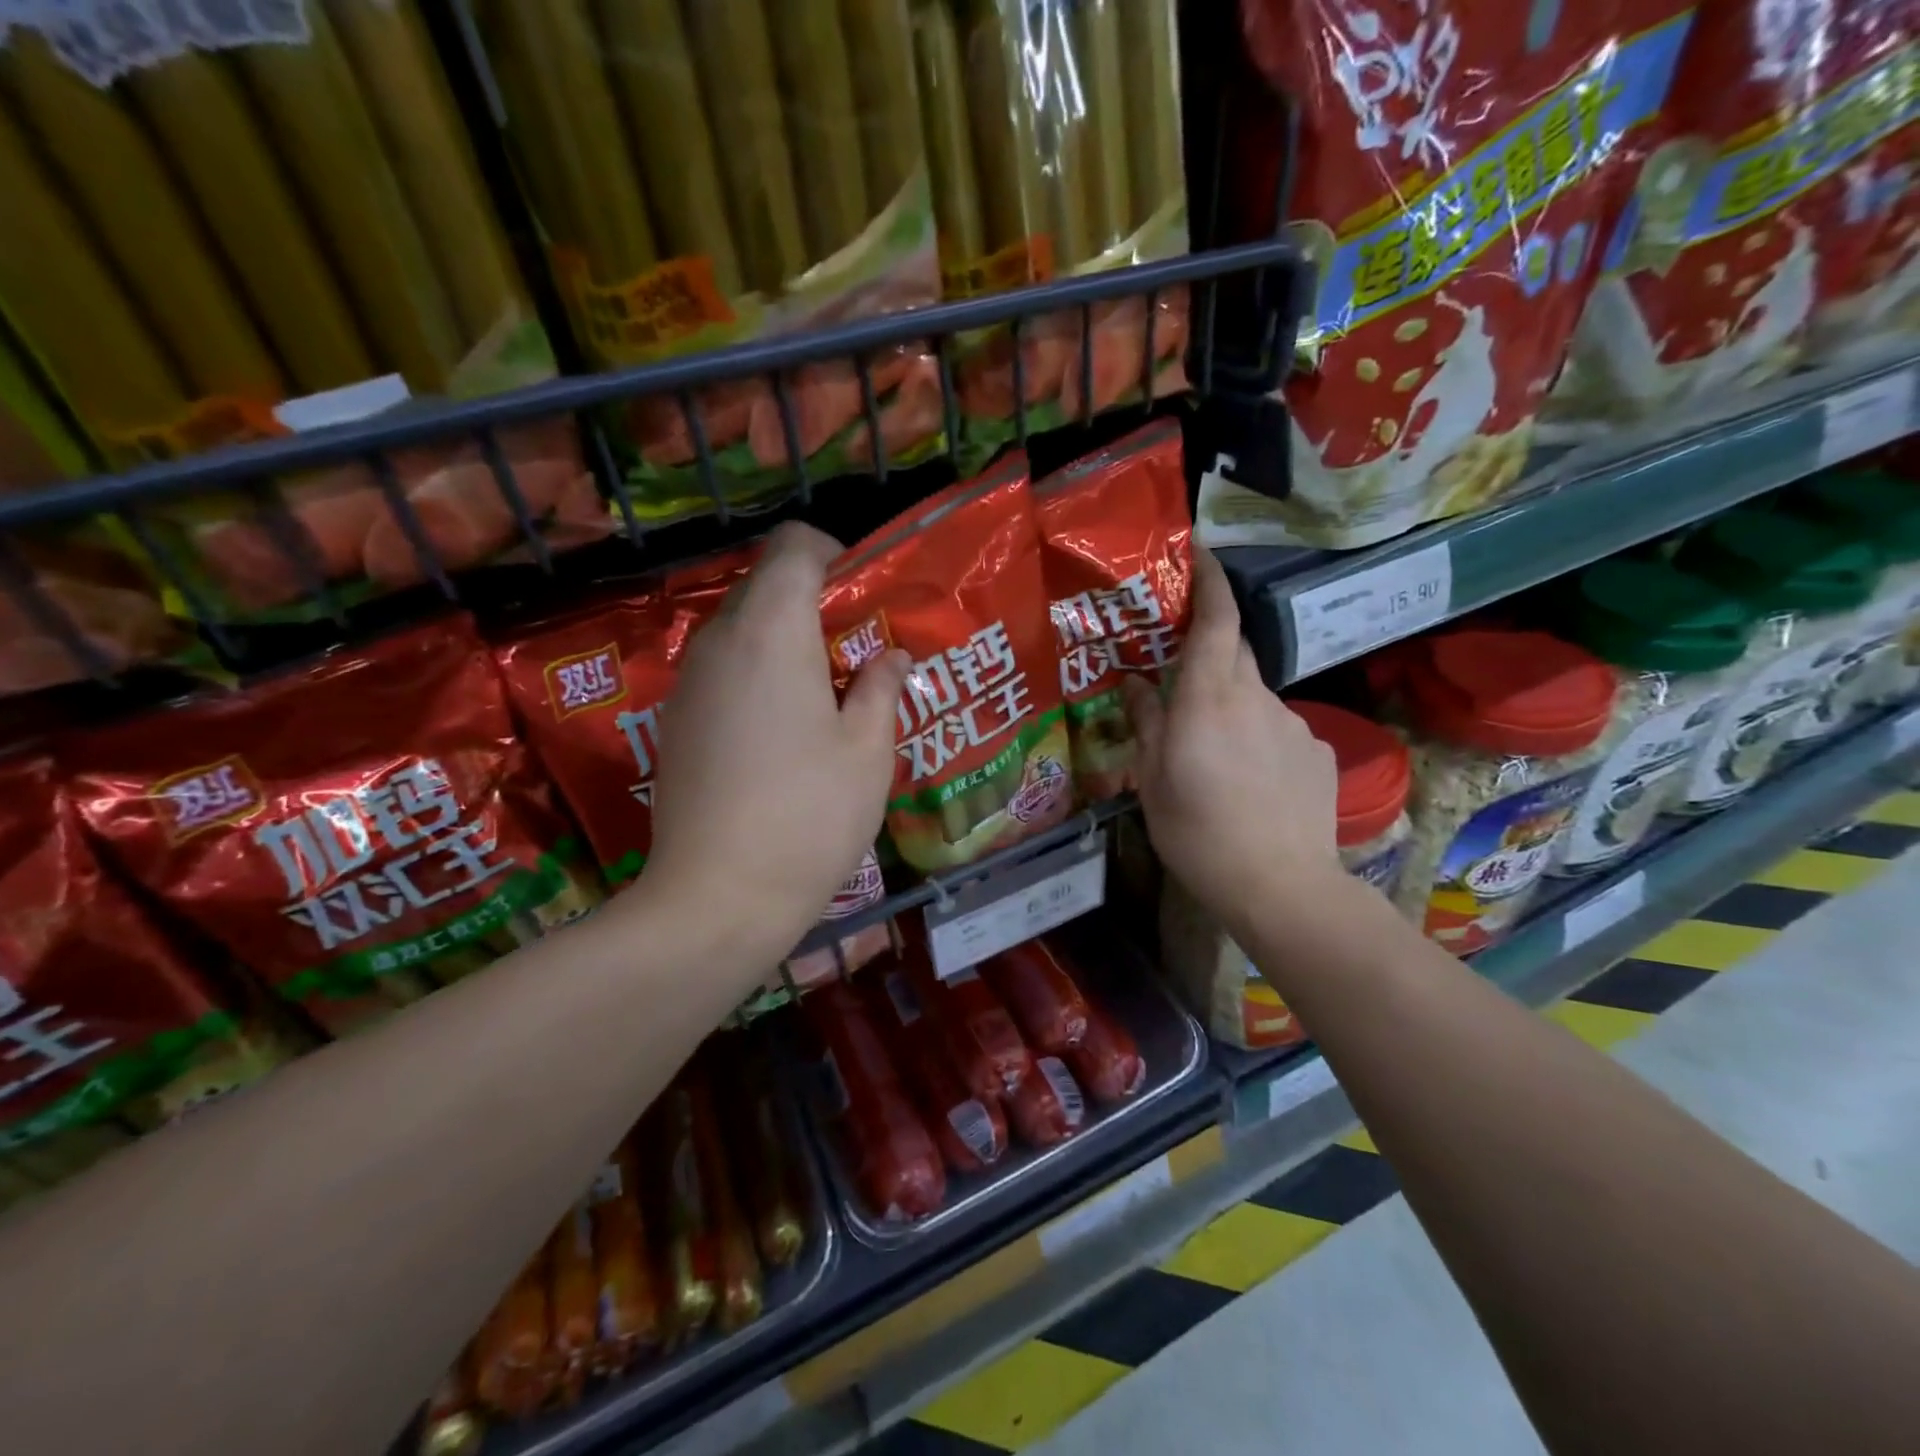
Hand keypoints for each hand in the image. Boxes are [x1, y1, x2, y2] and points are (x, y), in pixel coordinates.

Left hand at [643, 523, 908, 975]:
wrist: (716, 897)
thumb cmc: (809, 815)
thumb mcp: (868, 751)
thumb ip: (882, 687)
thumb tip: (890, 655)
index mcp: (771, 631)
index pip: (793, 546)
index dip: (834, 556)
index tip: (864, 601)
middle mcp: (719, 640)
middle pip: (766, 585)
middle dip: (816, 604)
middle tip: (859, 657)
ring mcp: (689, 681)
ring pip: (743, 629)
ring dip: (787, 643)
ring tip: (828, 698)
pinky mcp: (676, 719)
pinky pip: (723, 669)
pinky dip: (758, 675)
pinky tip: (784, 734)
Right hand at [1122, 546, 1345, 941]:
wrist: (1282, 886)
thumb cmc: (1199, 833)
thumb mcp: (1153, 781)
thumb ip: (1147, 724)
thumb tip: (1135, 683)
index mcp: (1210, 699)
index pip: (1216, 620)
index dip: (1210, 581)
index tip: (1201, 552)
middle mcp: (1257, 698)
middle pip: (1233, 653)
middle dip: (1208, 651)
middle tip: (1179, 676)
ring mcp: (1294, 724)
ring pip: (1253, 697)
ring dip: (1229, 708)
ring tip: (1211, 757)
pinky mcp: (1318, 752)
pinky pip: (1278, 729)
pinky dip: (1257, 740)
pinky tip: (1248, 781)